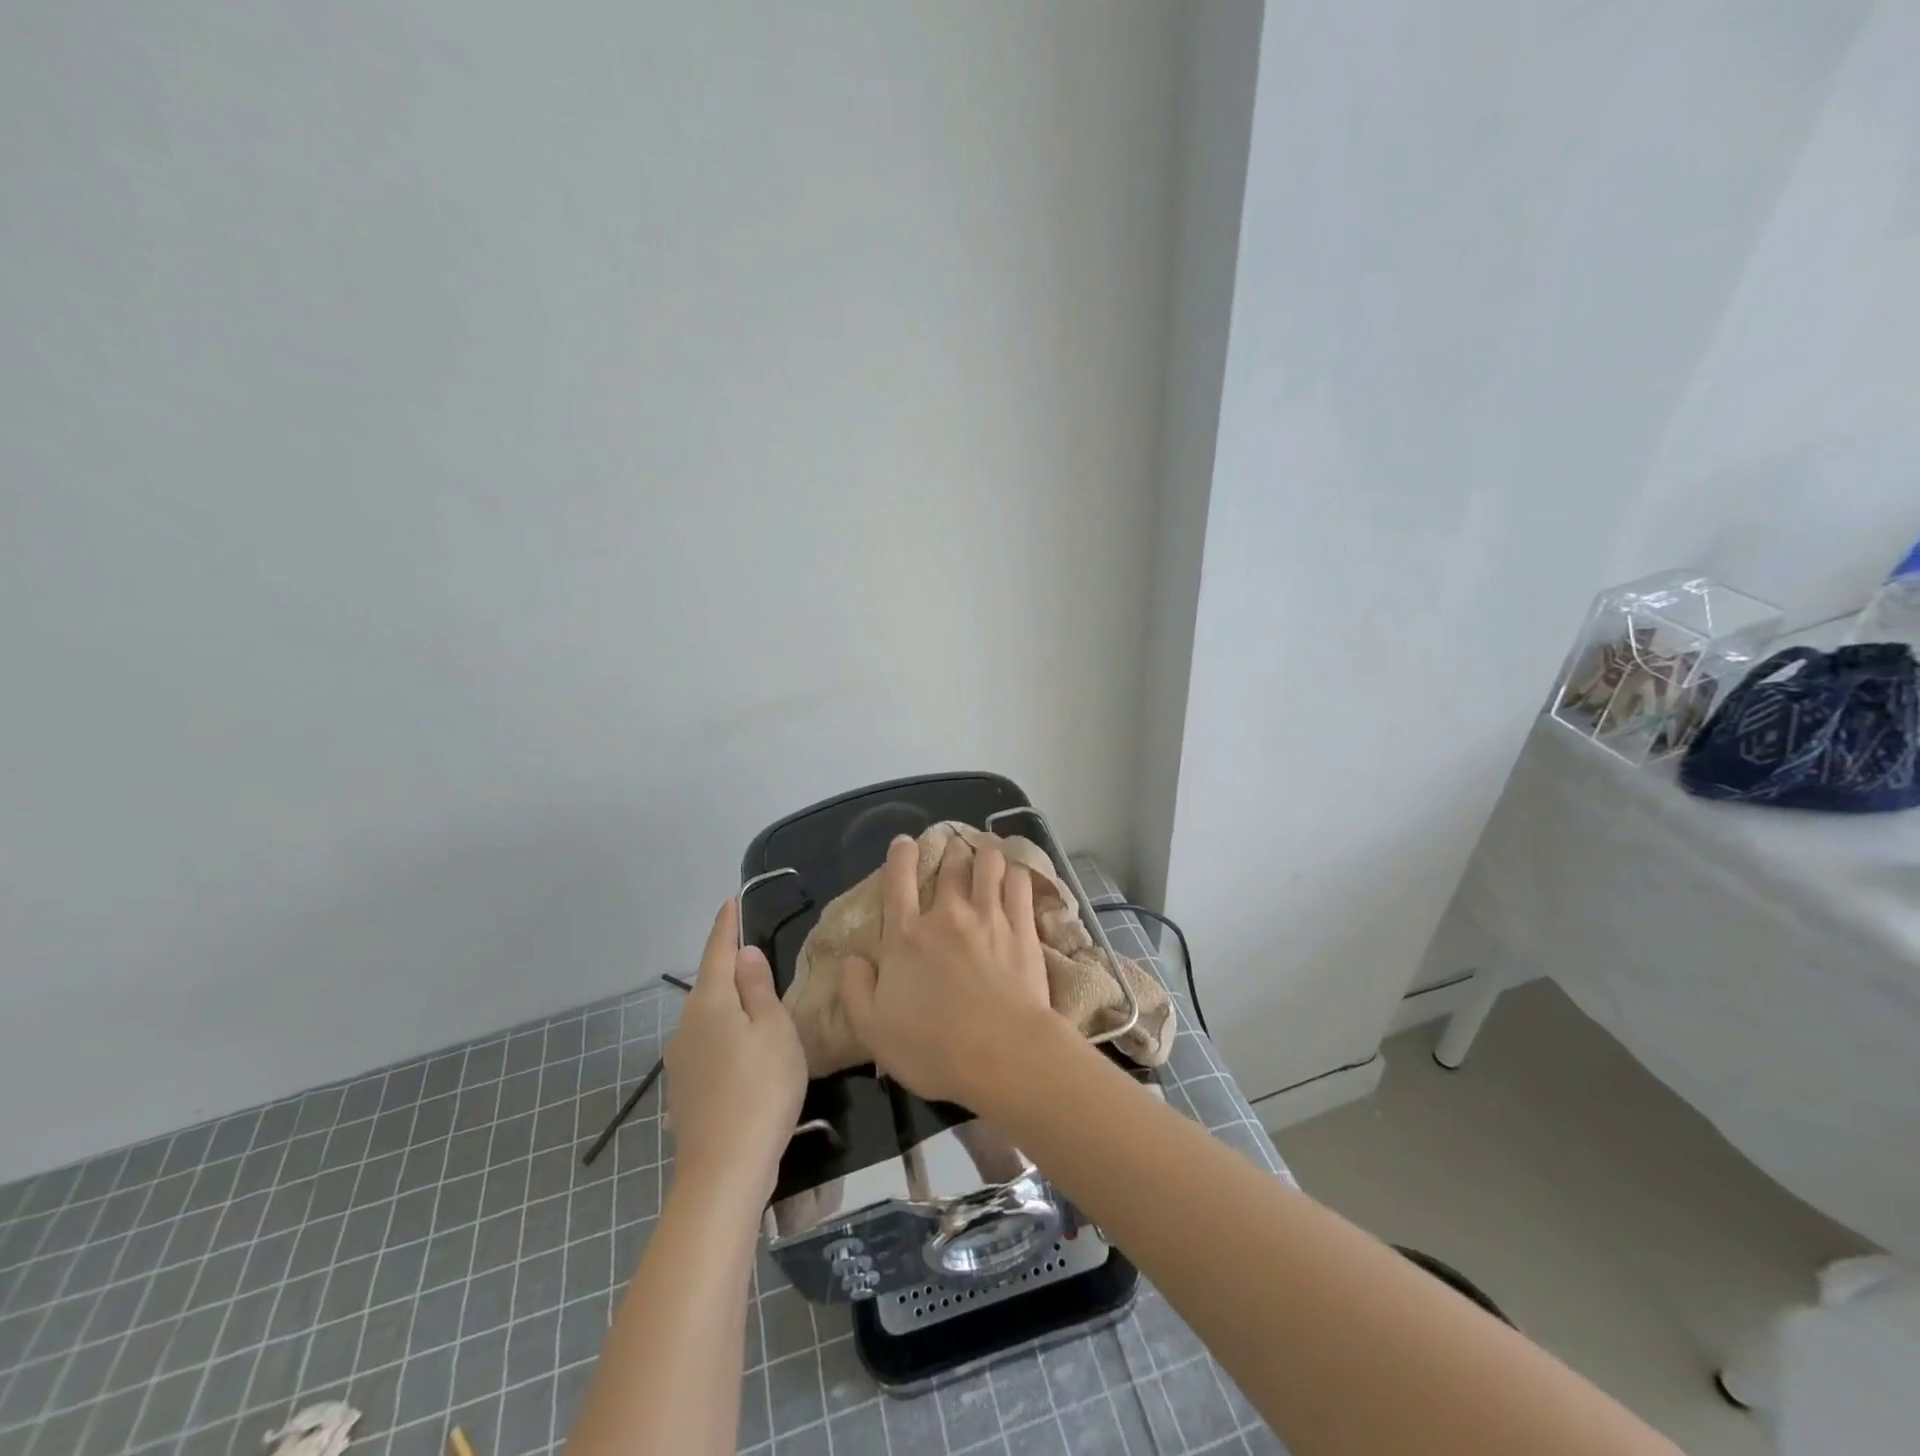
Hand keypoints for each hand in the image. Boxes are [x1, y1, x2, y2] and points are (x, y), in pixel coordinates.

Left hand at [663, 899, 806, 1204]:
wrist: (724, 1171)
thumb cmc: (761, 1089)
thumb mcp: (774, 1029)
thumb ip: (758, 987)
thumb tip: (743, 952)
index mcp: (710, 1004)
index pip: (717, 952)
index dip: (726, 925)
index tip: (730, 901)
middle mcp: (686, 1026)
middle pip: (710, 984)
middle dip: (728, 966)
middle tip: (752, 950)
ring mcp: (681, 1061)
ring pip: (708, 1017)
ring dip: (728, 1003)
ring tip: (755, 1001)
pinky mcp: (685, 1090)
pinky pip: (707, 1044)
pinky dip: (725, 1033)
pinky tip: (742, 1050)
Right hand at [841, 834, 1062, 1107]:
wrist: (1002, 1054)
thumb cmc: (933, 1048)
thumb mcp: (874, 1030)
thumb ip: (856, 991)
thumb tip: (851, 960)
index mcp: (906, 937)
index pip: (898, 882)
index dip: (901, 857)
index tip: (905, 842)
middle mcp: (946, 916)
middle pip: (950, 866)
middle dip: (951, 853)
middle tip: (954, 851)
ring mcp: (988, 917)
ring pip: (988, 865)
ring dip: (985, 856)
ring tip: (987, 856)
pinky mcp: (1022, 927)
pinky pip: (1019, 884)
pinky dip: (1015, 874)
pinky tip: (1015, 876)